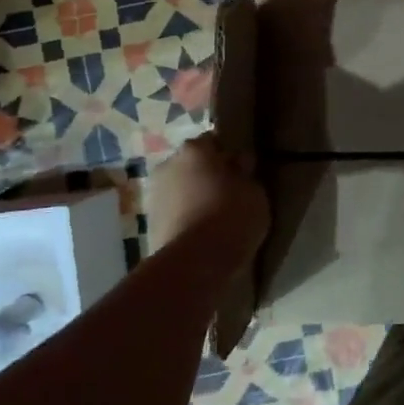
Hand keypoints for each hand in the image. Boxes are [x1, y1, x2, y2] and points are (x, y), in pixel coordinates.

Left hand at [146, 135, 269, 260]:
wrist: (195, 262)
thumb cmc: (232, 215)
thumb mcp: (254, 190)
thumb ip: (244, 174)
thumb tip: (238, 163)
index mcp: (195, 150)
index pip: (213, 142)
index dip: (227, 155)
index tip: (241, 170)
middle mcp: (168, 165)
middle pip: (191, 165)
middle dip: (206, 175)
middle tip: (228, 192)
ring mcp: (153, 195)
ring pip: (179, 189)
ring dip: (193, 197)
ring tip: (214, 216)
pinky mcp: (149, 224)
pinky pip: (173, 213)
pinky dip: (185, 217)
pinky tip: (201, 232)